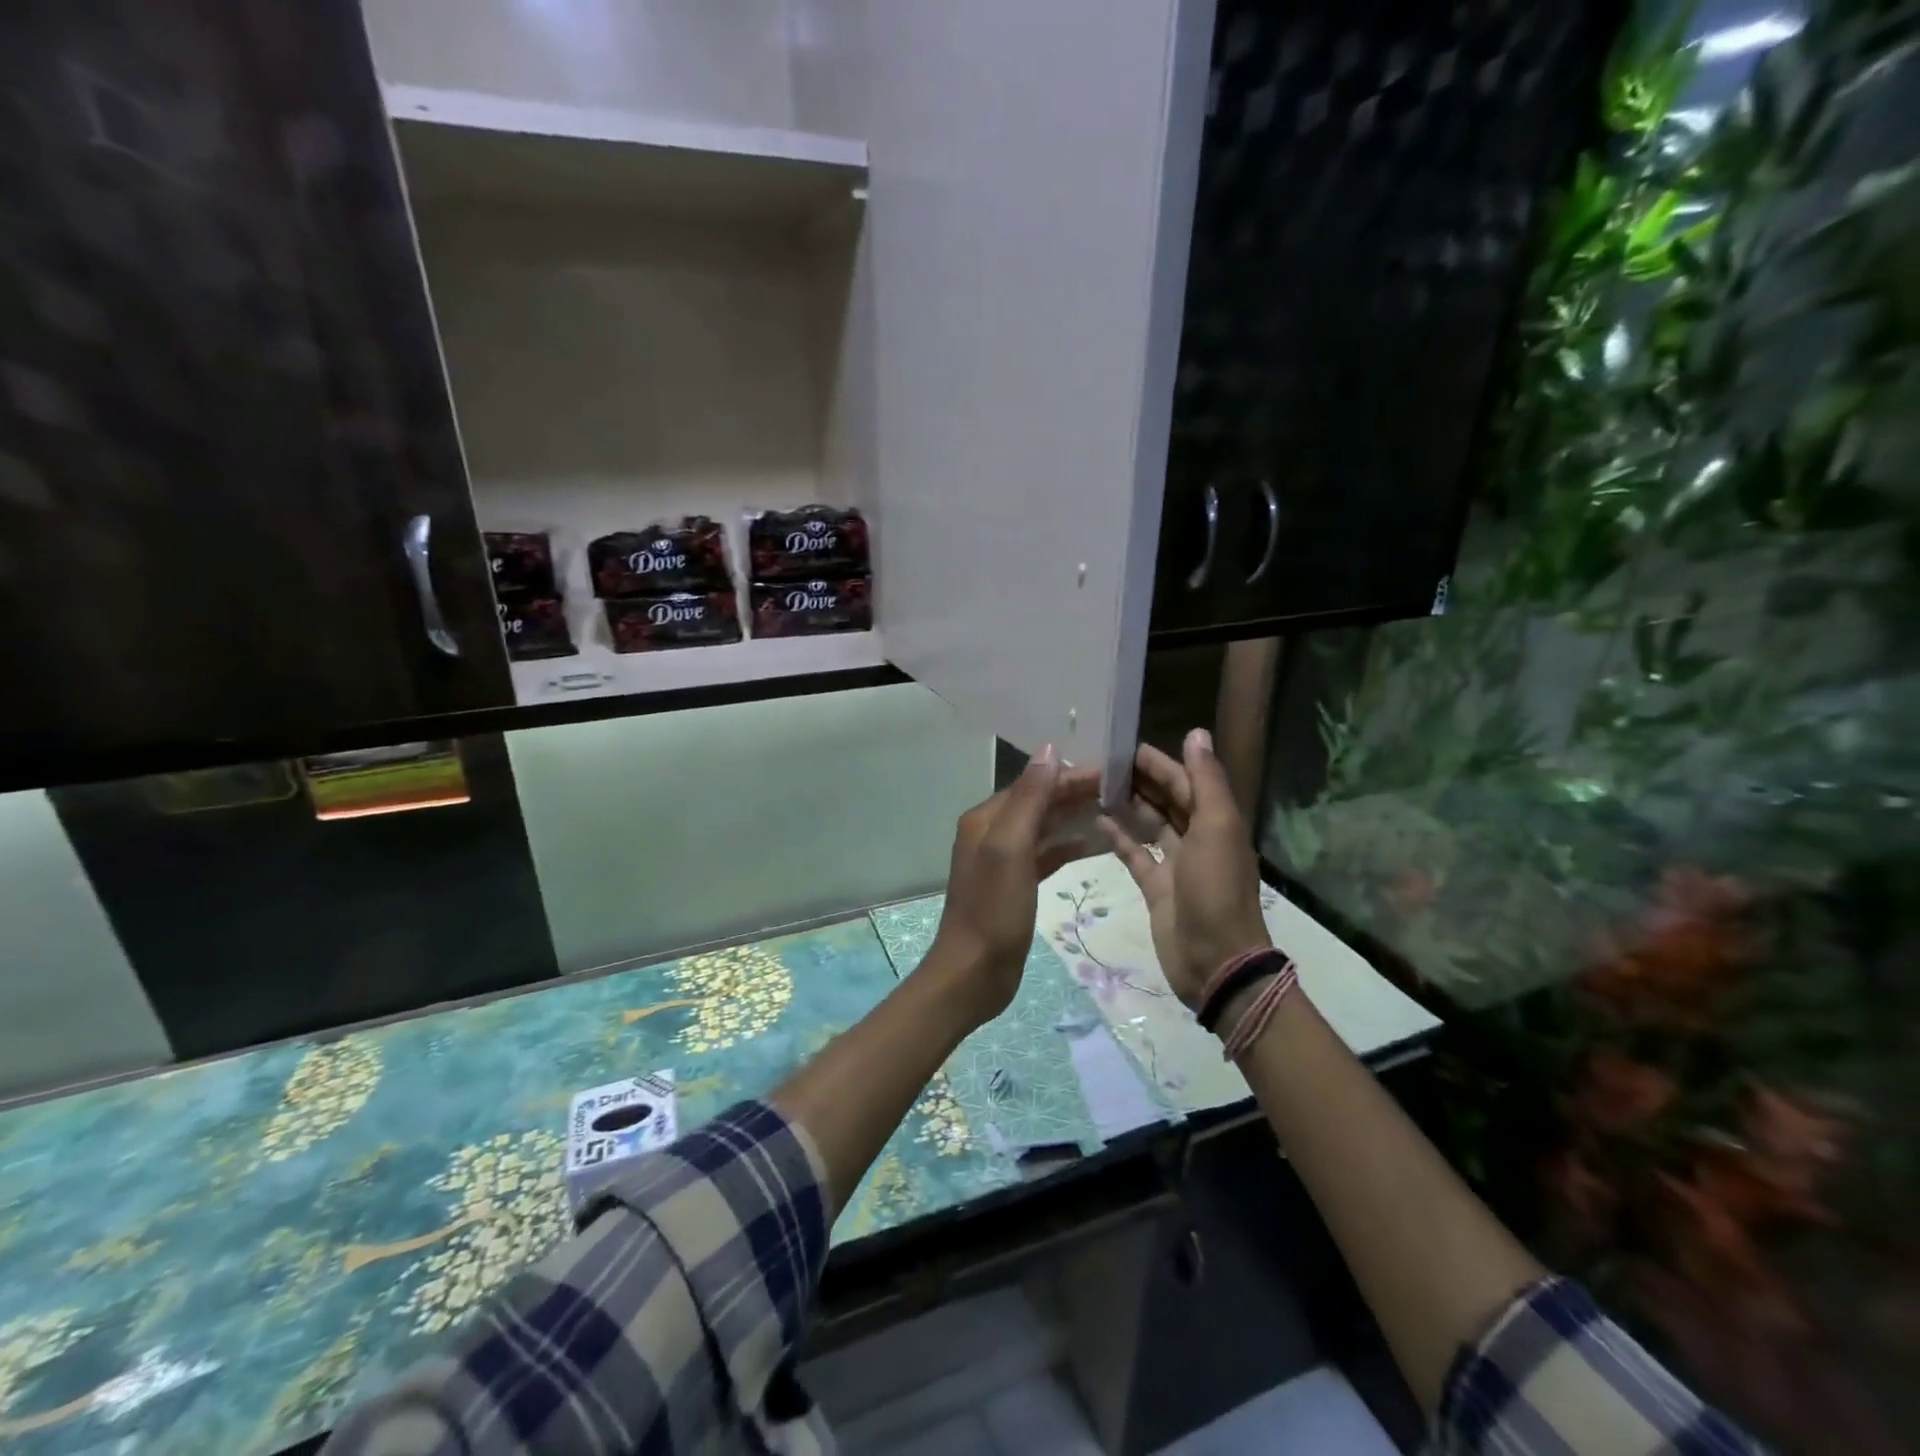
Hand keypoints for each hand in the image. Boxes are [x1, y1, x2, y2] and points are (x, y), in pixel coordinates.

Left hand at [931, 746, 1100, 1026]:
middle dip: (1075, 793)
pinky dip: (1067, 847)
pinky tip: (1094, 845)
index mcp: (986, 819)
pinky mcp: (1015, 884)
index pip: (1034, 784)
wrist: (974, 972)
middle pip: (1039, 802)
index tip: (1112, 772)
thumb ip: (1029, 799)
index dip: (1069, 775)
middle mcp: (992, 832)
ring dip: (1074, 817)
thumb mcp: (1010, 848)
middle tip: (1122, 790)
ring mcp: (1003, 860)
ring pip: (1044, 828)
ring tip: (1115, 810)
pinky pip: (1045, 855)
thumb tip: (1048, 751)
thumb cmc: (994, 909)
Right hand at [1098, 729, 1270, 1008]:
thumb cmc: (1216, 889)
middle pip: (1168, 800)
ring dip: (1129, 806)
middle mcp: (1198, 838)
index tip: (1125, 747)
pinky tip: (1097, 822)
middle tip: (1103, 763)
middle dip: (1141, 780)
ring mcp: (1176, 865)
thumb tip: (1196, 732)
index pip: (1186, 782)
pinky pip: (1135, 855)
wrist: (1214, 960)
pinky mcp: (1156, 887)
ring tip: (1096, 787)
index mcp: (1217, 822)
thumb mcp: (1216, 828)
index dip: (1161, 763)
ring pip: (1150, 825)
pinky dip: (1119, 838)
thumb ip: (1205, 781)